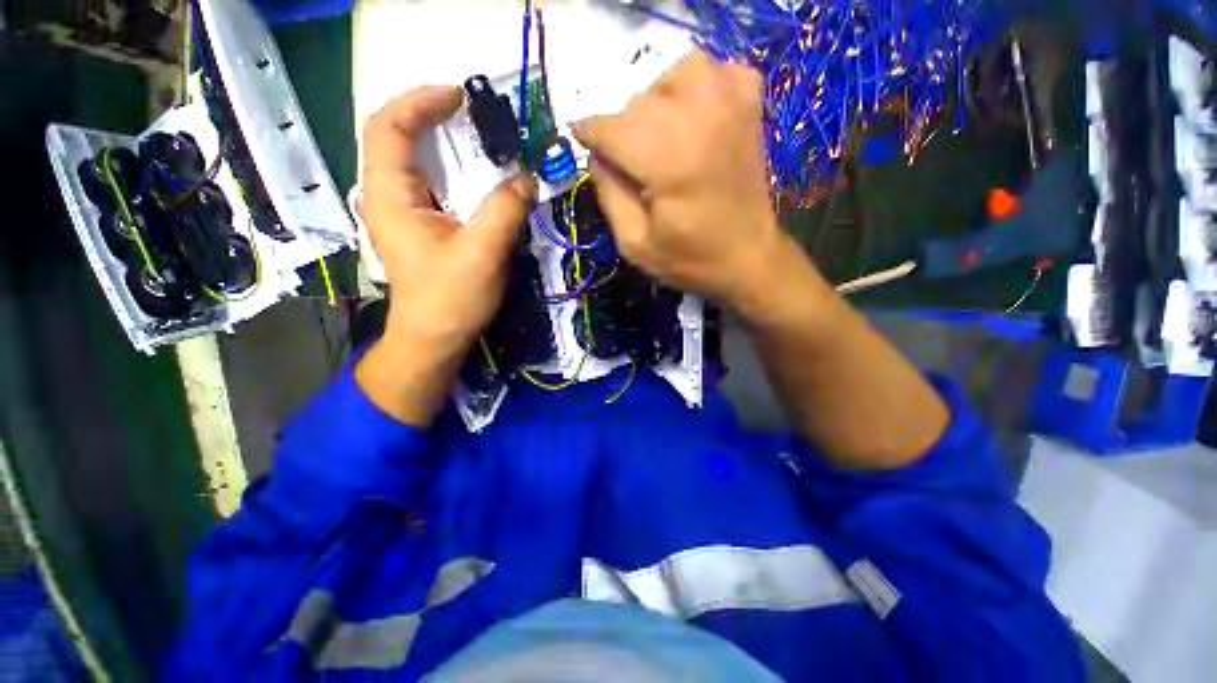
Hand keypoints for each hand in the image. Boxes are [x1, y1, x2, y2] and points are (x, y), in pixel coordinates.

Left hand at [356, 86, 534, 425]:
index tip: (459, 95)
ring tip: (479, 139)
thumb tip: (528, 179)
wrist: (435, 338)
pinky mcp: (419, 227)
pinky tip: (476, 178)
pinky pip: (431, 184)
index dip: (420, 101)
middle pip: (397, 137)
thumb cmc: (451, 298)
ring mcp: (402, 212)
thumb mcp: (483, 252)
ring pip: (415, 161)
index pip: (388, 126)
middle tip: (474, 114)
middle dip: (432, 116)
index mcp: (389, 195)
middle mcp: (387, 196)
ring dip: (444, 144)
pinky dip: (453, 171)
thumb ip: (506, 209)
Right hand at [573, 50, 796, 317]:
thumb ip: (608, 194)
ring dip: (658, 100)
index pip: (612, 129)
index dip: (590, 134)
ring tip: (660, 135)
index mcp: (670, 163)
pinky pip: (717, 71)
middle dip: (623, 130)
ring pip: (676, 73)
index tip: (581, 141)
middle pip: (639, 102)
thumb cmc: (690, 259)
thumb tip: (597, 154)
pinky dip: (699, 86)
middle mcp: (701, 120)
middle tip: (630, 164)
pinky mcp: (750, 106)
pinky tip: (695, 116)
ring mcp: (732, 105)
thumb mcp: (634, 243)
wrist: (749, 258)